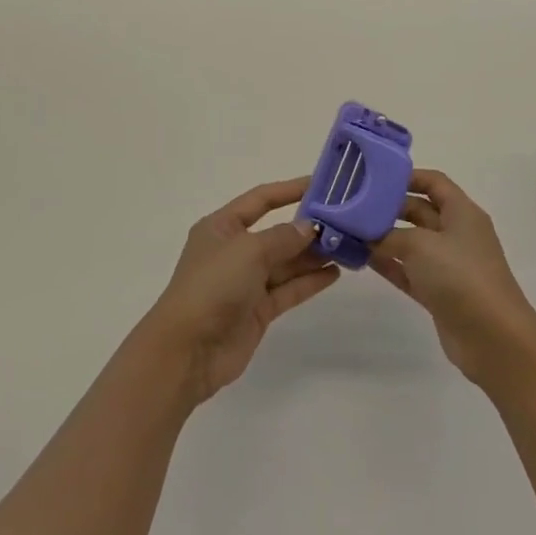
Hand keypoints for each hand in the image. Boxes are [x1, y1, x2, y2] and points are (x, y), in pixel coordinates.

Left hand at [141, 177, 340, 405]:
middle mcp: (234, 250)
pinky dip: (309, 281)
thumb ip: (283, 237)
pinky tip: (334, 273)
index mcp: (222, 226)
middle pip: (276, 232)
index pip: (260, 199)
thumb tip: (309, 227)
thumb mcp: (248, 251)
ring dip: (313, 255)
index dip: (289, 190)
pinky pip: (288, 289)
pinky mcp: (257, 311)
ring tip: (347, 246)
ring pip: (285, 263)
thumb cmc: (213, 286)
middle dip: (307, 228)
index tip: (320, 184)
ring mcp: (246, 282)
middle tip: (344, 222)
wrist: (188, 350)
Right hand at [369, 170, 535, 385]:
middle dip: (389, 207)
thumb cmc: (460, 276)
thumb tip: (364, 234)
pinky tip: (362, 258)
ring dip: (384, 237)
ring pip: (411, 243)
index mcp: (462, 213)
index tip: (374, 177)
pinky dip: (389, 264)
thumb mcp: (419, 245)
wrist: (494, 339)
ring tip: (351, 230)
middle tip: (354, 205)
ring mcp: (448, 266)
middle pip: (419, 211)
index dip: (407, 176)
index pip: (434, 182)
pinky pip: (409, 271)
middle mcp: (456, 234)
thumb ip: (387, 235)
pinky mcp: (439, 293)